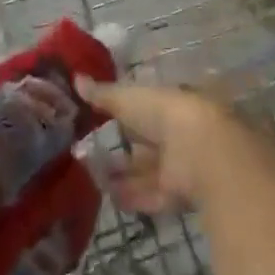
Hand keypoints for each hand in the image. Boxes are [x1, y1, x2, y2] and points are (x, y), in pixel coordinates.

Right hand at [78, 78, 235, 214]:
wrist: (199, 152)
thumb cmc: (164, 113)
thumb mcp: (128, 98)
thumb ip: (103, 94)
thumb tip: (76, 78)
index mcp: (170, 104)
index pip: (146, 107)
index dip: (125, 112)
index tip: (100, 117)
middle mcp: (176, 134)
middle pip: (146, 142)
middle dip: (124, 147)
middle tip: (90, 151)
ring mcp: (179, 165)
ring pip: (146, 170)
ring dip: (123, 174)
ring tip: (92, 176)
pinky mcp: (177, 194)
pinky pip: (149, 195)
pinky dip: (131, 196)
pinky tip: (108, 197)